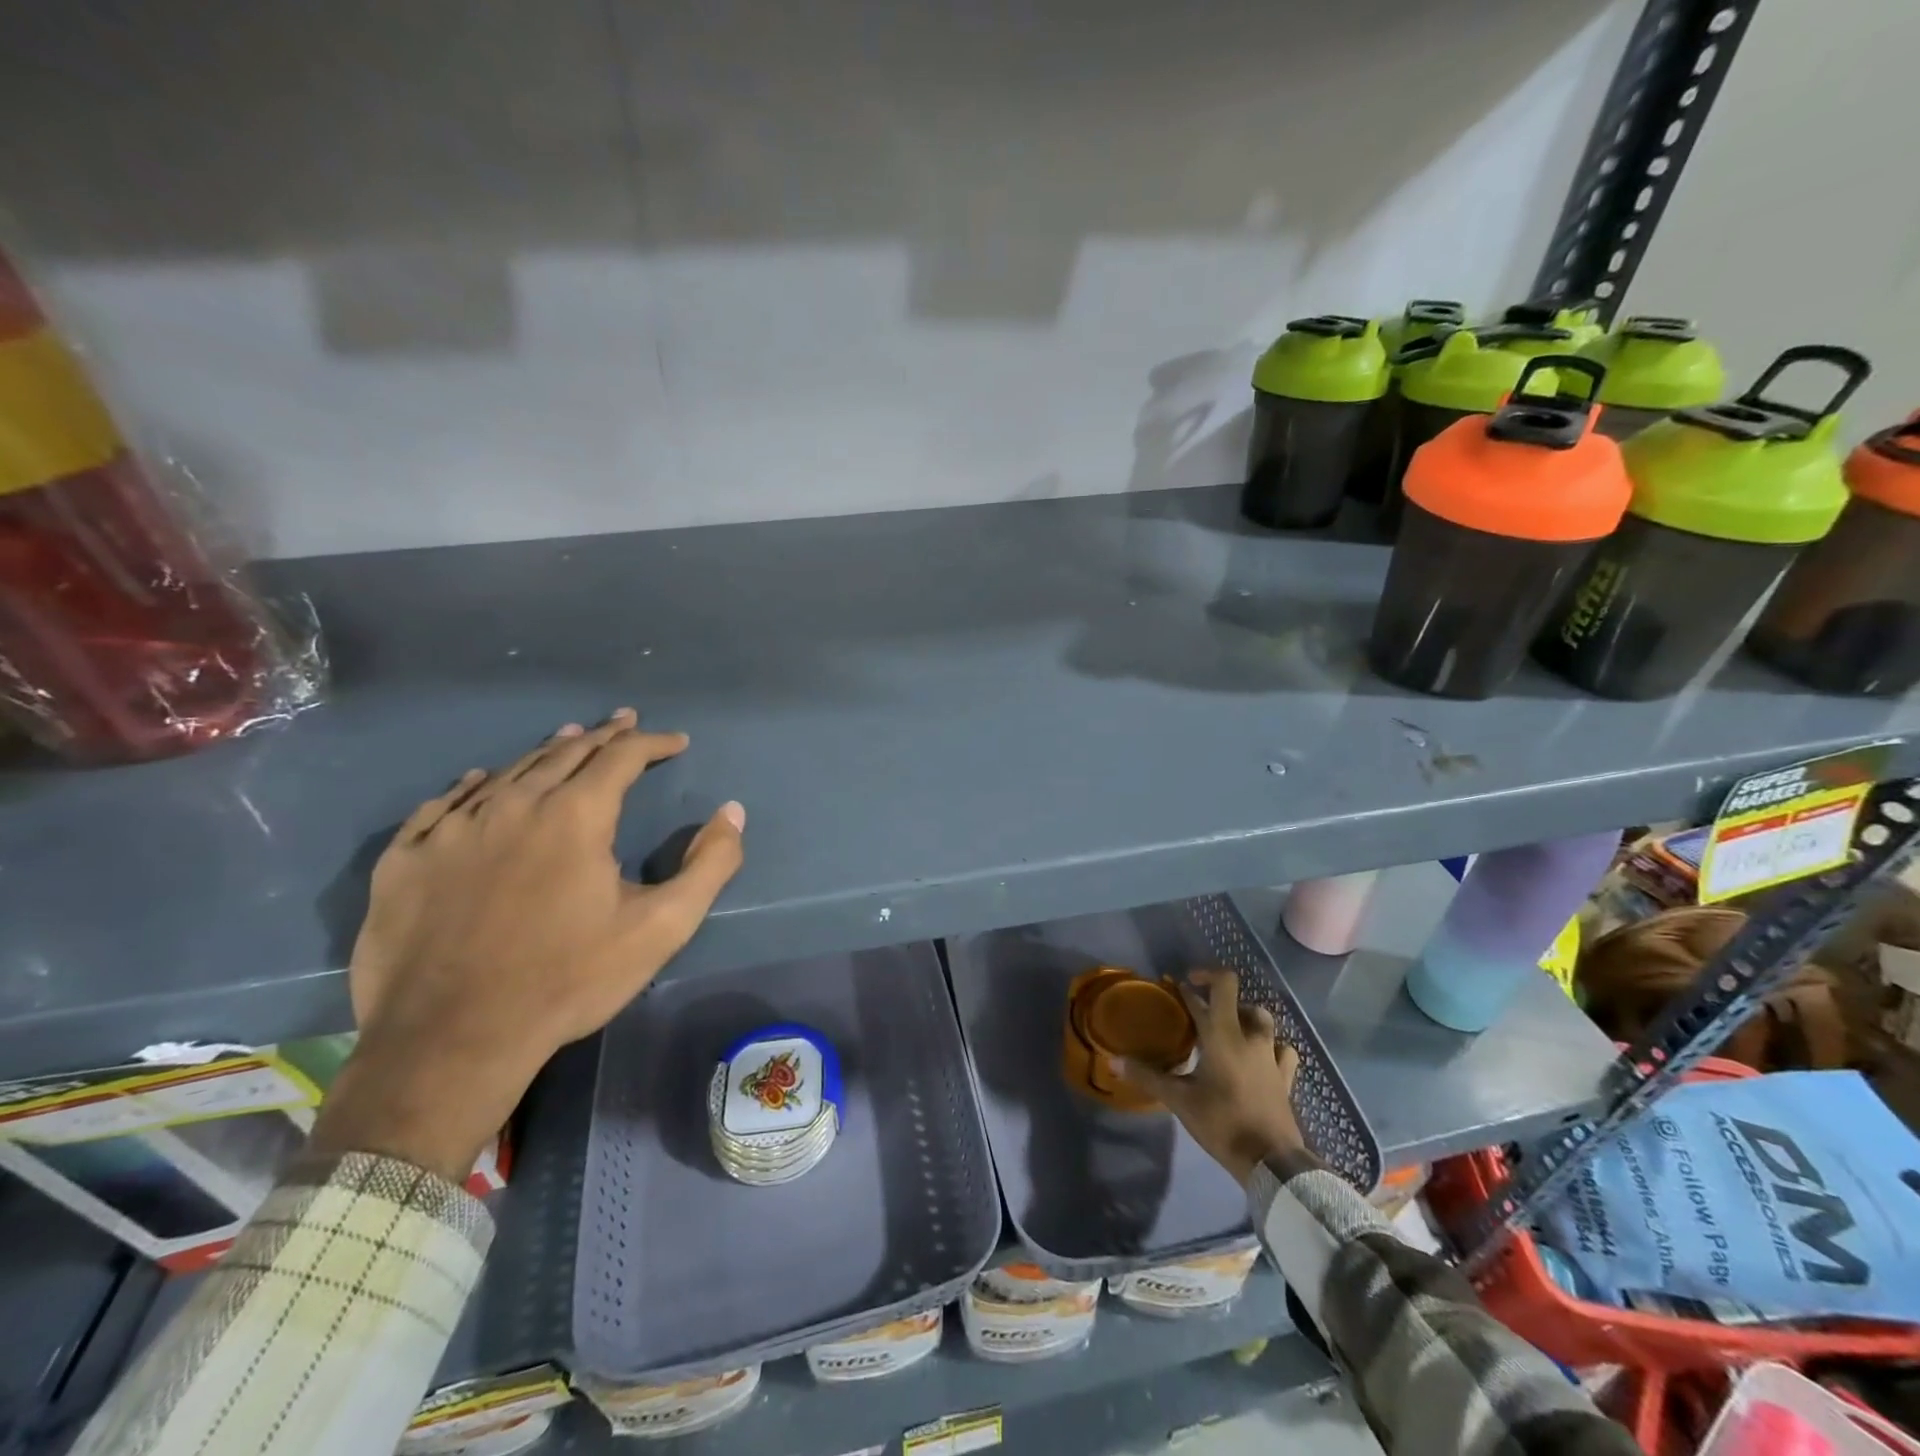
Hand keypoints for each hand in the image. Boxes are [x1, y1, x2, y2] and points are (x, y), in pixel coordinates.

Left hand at [308, 709, 745, 1180]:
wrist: (451, 1041)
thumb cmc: (569, 980)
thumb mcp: (662, 927)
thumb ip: (709, 864)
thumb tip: (732, 811)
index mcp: (575, 815)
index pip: (620, 757)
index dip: (652, 743)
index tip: (676, 742)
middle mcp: (512, 805)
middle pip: (563, 753)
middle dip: (602, 735)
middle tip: (624, 723)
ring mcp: (451, 830)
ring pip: (506, 772)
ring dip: (544, 752)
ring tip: (566, 738)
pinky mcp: (405, 860)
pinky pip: (441, 805)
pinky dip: (469, 785)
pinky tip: (478, 780)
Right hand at [1115, 969, 1304, 1185]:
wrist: (1270, 1162)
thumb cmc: (1222, 1123)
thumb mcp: (1179, 1100)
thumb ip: (1147, 1076)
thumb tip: (1113, 1061)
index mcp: (1224, 1035)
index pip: (1217, 988)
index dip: (1197, 981)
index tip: (1179, 986)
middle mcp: (1250, 1037)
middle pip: (1239, 999)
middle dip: (1218, 996)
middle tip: (1200, 1008)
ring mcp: (1272, 1056)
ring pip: (1263, 1020)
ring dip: (1245, 1016)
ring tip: (1229, 1028)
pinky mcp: (1285, 1077)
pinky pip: (1282, 1049)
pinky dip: (1272, 1045)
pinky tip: (1262, 1055)